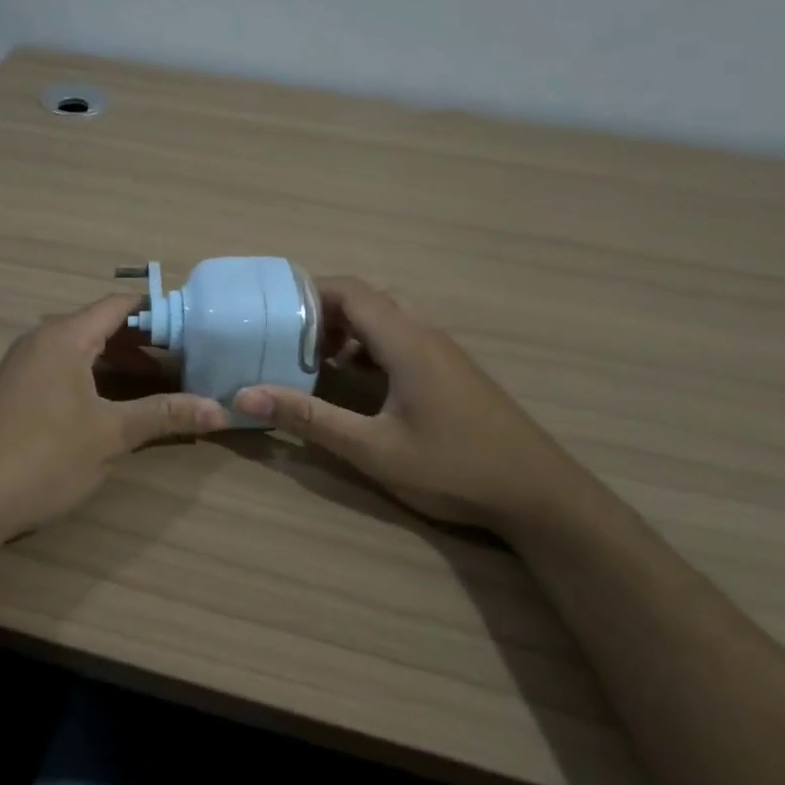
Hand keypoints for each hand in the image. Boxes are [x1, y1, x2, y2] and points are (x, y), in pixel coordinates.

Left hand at [0, 294, 228, 545]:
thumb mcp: (111, 435)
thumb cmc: (45, 457)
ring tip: (150, 386)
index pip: (118, 306)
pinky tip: (105, 408)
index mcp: (64, 337)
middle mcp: (39, 341)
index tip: (192, 329)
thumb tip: (220, 410)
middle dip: (140, 343)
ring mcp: (20, 367)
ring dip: (114, 364)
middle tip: (179, 362)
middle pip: (98, 326)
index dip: (157, 313)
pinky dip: (89, 378)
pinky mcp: (10, 393)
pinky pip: (59, 370)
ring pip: (77, 350)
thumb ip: (164, 415)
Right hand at [233, 277, 586, 534]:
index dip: (308, 293)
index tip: (272, 313)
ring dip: (349, 331)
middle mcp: (425, 333)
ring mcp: (443, 351)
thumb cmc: (453, 467)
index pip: (350, 290)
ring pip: (387, 318)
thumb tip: (246, 396)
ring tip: (318, 362)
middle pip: (368, 299)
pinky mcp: (453, 371)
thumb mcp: (372, 448)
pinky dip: (371, 347)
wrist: (539, 494)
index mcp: (406, 340)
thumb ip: (309, 419)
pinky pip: (403, 339)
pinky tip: (359, 385)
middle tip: (291, 341)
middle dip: (325, 312)